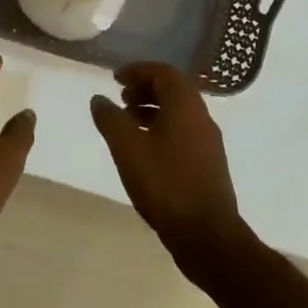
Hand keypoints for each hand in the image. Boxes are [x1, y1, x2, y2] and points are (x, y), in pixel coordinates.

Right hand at [91, 62, 252, 275]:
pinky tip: (144, 150)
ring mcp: (208, 142)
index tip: (115, 78)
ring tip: (128, 123)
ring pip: (178, 112)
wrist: (207, 236)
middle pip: (173, 90)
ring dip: (152, 109)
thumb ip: (110, 119)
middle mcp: (201, 117)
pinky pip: (183, 131)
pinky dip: (162, 128)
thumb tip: (99, 99)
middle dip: (145, 88)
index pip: (163, 72)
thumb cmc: (165, 184)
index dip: (138, 71)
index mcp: (186, 106)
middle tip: (120, 99)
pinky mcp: (209, 164)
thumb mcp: (127, 148)